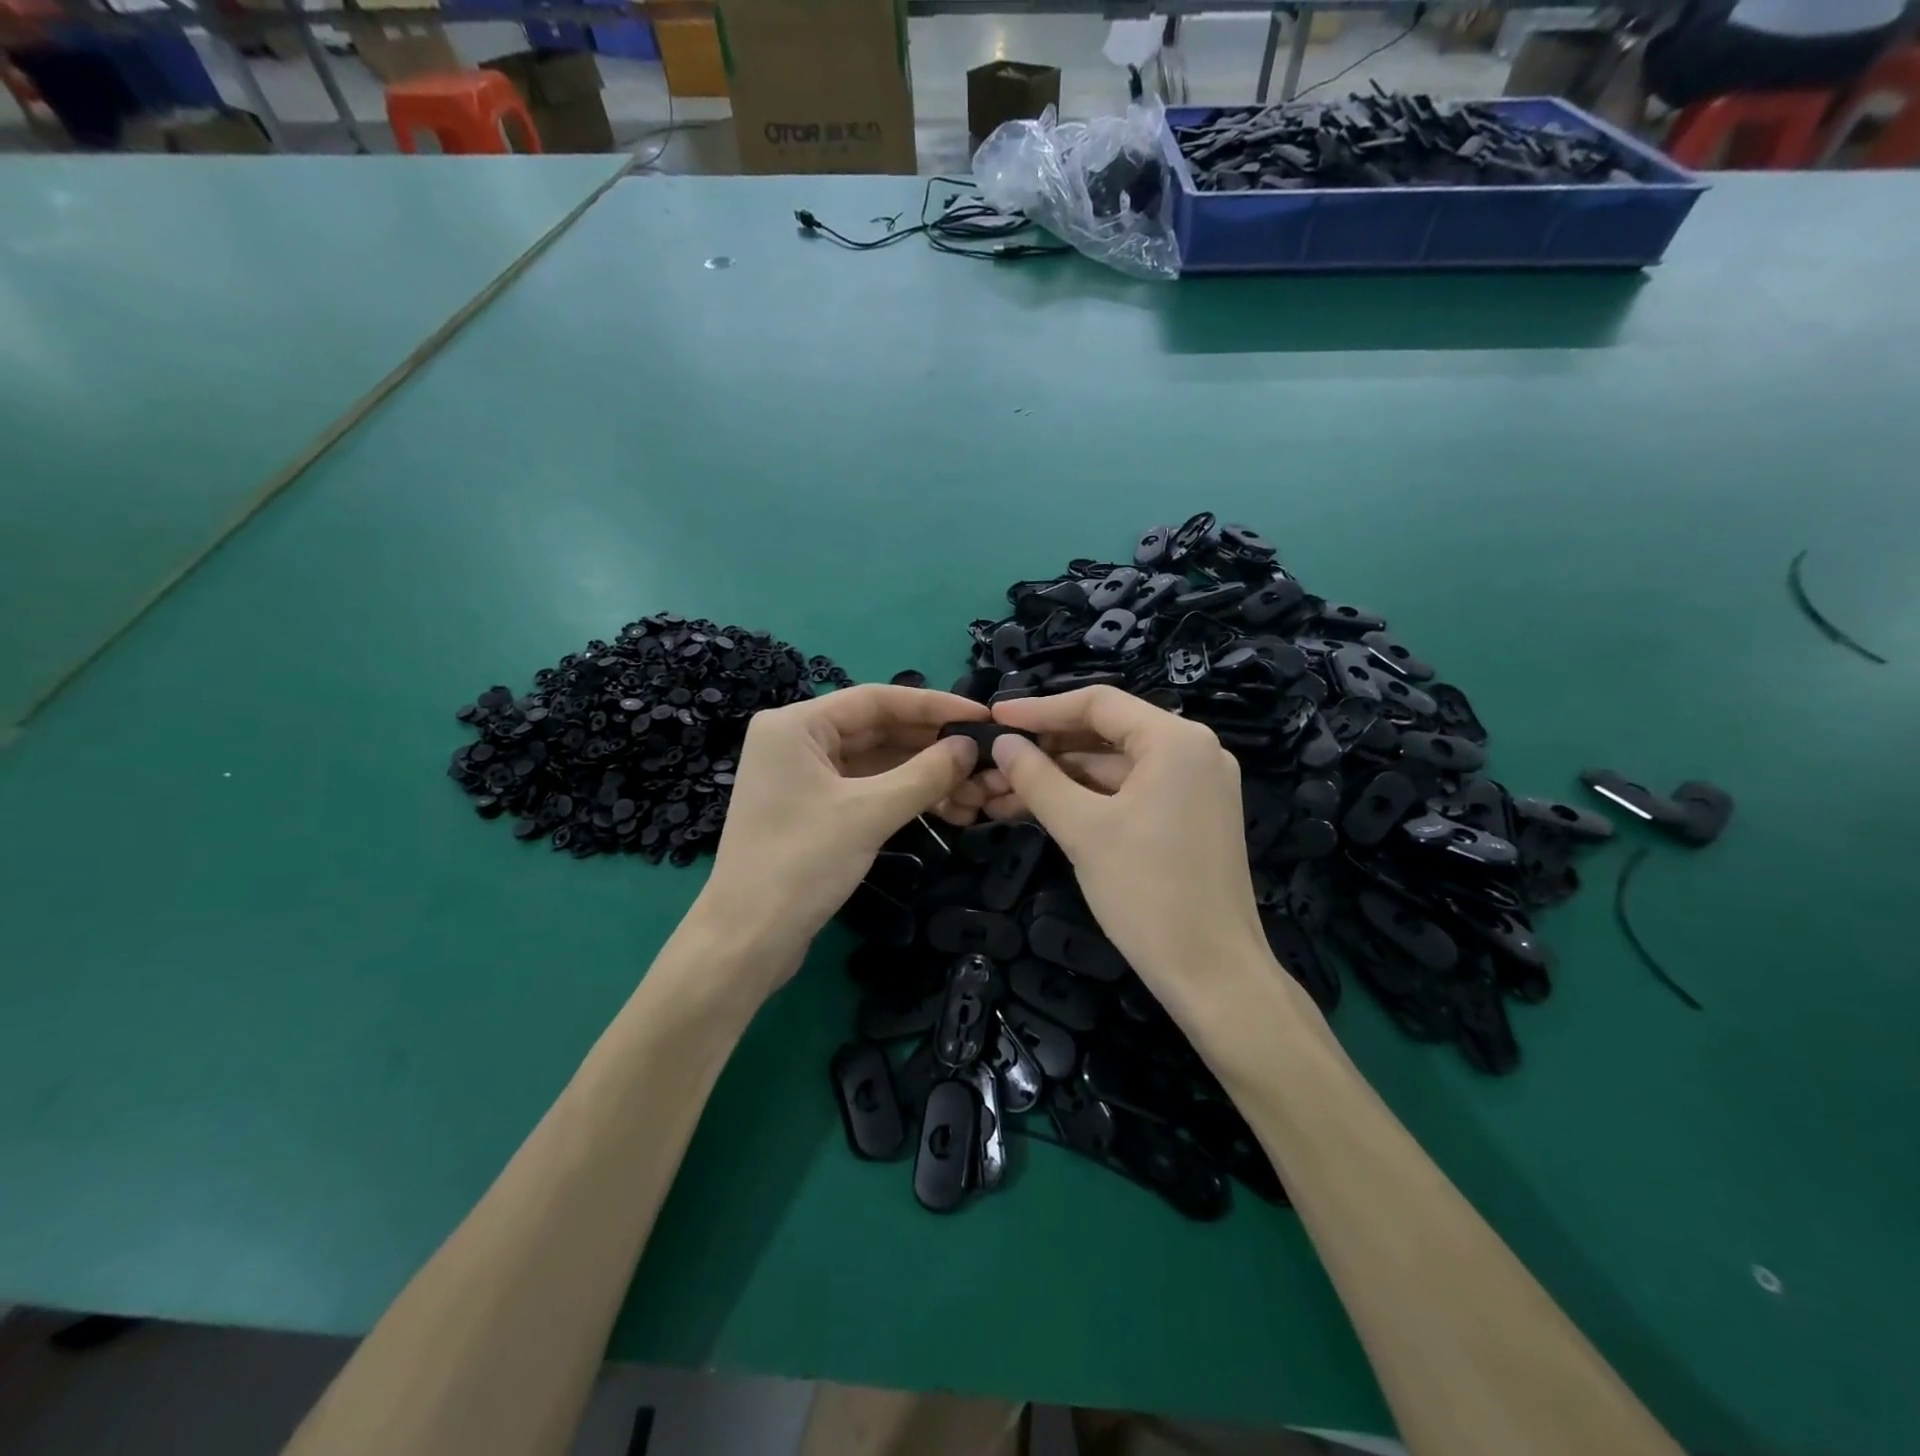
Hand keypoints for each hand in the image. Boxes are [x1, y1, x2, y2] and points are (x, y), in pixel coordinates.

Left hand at [696, 685, 986, 991]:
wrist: (748, 940)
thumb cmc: (801, 864)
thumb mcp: (869, 813)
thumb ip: (925, 774)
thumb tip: (971, 747)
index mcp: (796, 724)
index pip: (876, 700)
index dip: (932, 706)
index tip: (980, 716)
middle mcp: (797, 741)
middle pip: (877, 729)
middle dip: (931, 745)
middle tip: (984, 756)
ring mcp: (804, 777)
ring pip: (876, 761)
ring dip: (923, 773)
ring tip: (974, 788)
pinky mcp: (814, 809)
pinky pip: (867, 787)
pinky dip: (904, 794)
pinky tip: (945, 804)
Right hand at [987, 688, 1286, 1031]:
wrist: (1214, 975)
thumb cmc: (1147, 893)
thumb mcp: (1082, 829)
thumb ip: (1037, 778)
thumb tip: (1003, 743)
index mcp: (1175, 739)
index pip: (1098, 703)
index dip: (1040, 709)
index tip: (995, 717)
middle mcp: (1194, 750)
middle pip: (1106, 733)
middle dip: (1047, 749)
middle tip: (995, 762)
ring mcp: (1196, 785)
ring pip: (1115, 767)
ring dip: (1062, 778)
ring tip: (1004, 793)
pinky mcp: (1192, 816)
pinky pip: (1131, 791)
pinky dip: (1089, 799)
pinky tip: (1043, 810)